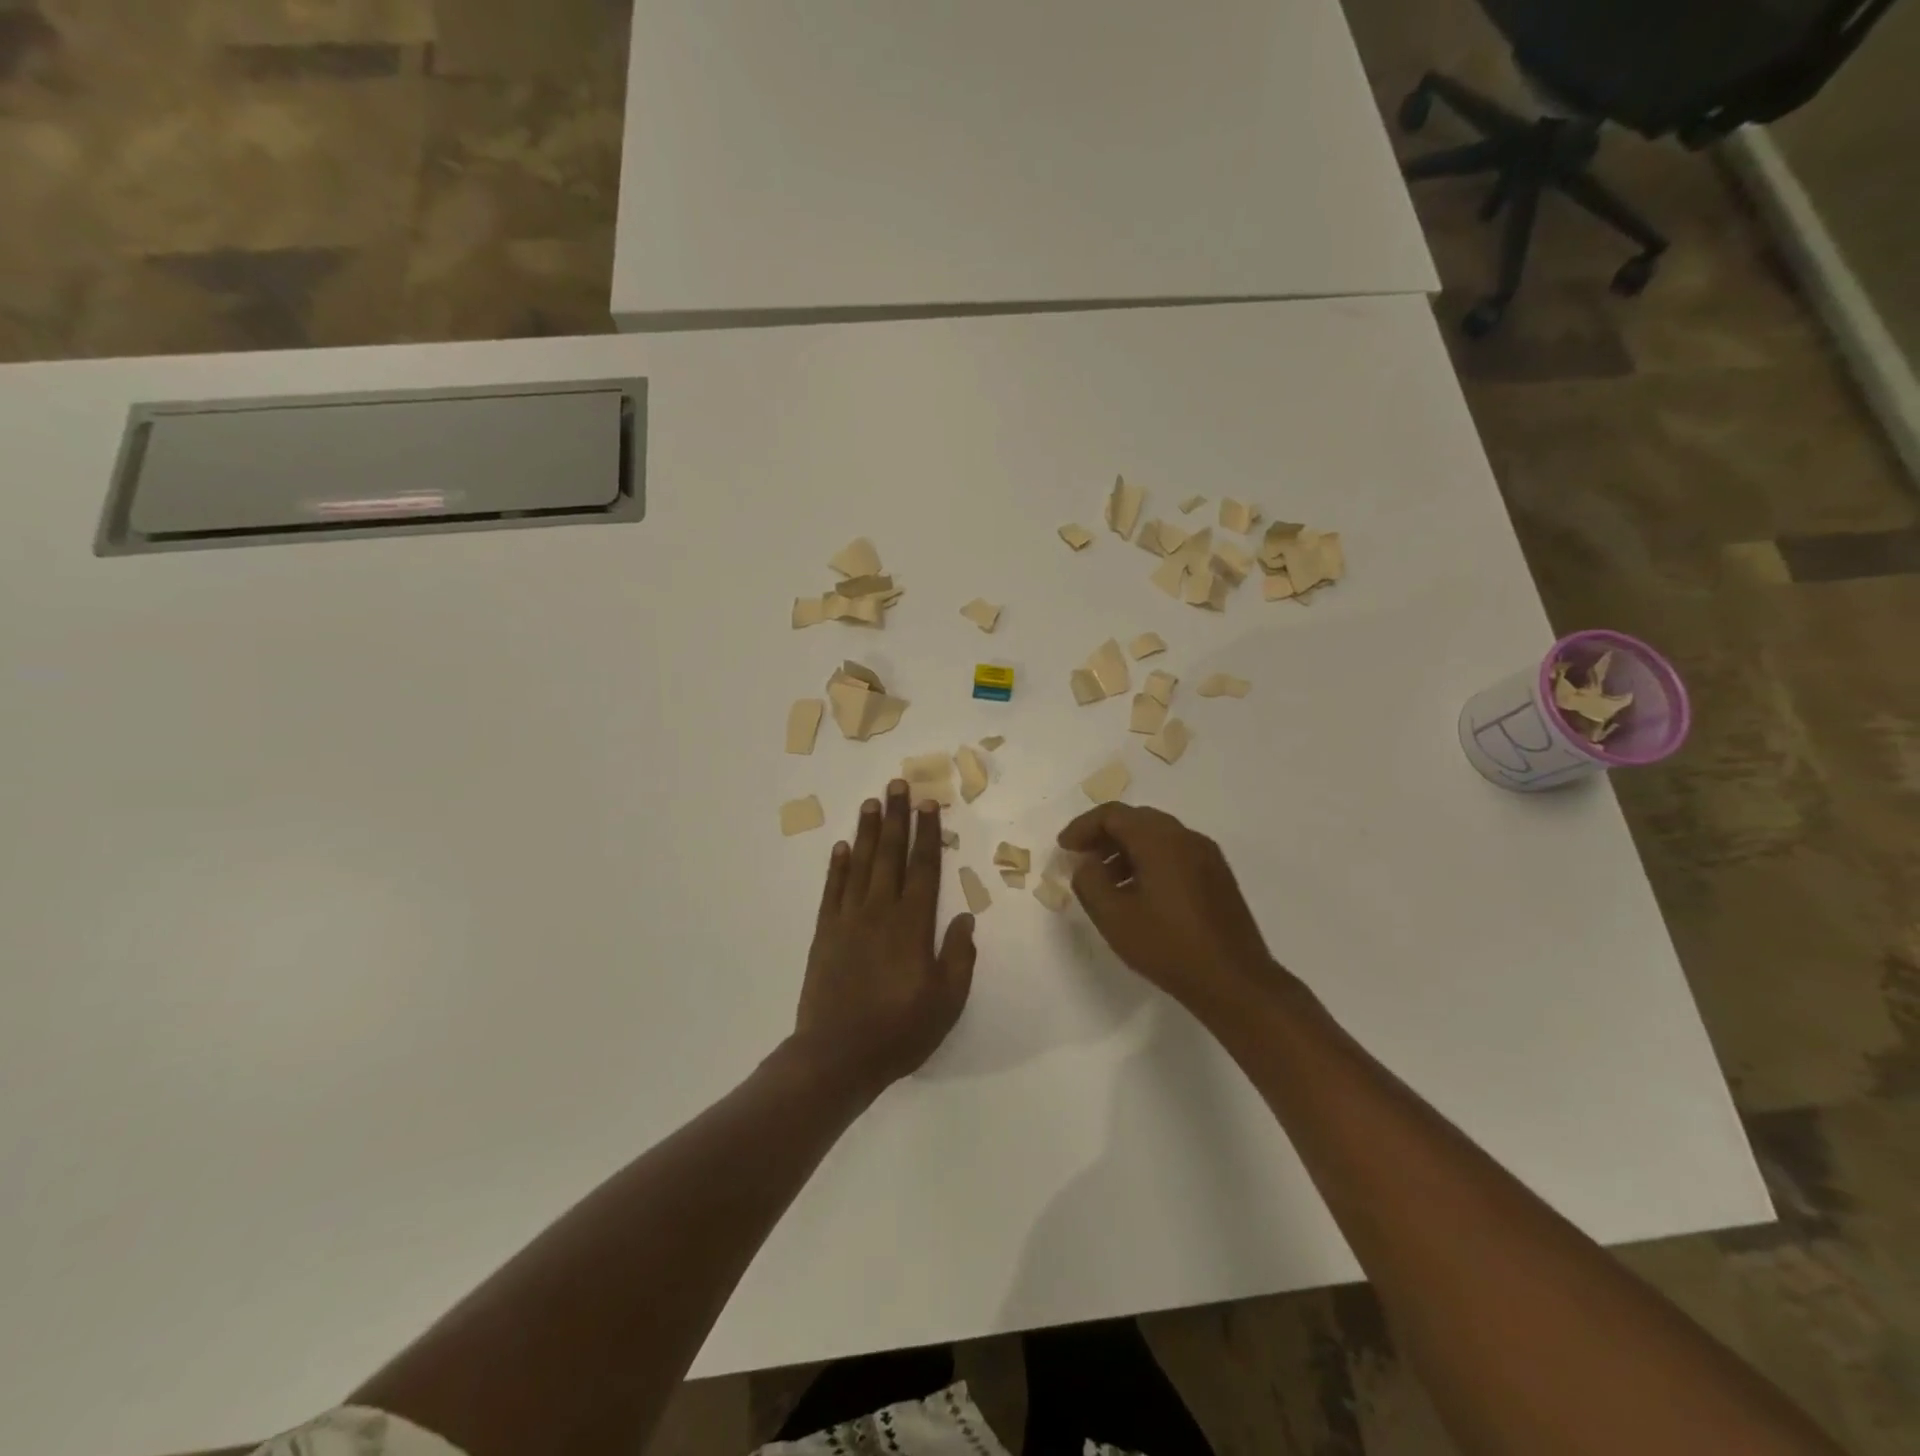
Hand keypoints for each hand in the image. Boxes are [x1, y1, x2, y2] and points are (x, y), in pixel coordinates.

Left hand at [795, 780, 976, 1096]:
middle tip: (897, 784)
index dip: (927, 833)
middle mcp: (880, 911)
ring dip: (866, 831)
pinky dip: (836, 866)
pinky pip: (832, 890)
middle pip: (889, 854)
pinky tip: (841, 846)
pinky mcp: (824, 933)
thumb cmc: (899, 1030)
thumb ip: (958, 956)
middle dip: (895, 817)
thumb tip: (966, 918)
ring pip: (859, 864)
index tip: (928, 804)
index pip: (923, 868)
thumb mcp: (946, 1001)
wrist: (837, 1056)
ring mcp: (848, 919)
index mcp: (913, 925)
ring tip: (871, 802)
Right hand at [1057, 804, 1280, 1016]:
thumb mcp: (1113, 917)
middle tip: (1081, 858)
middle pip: (1136, 820)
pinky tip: (1138, 893)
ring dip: (1125, 849)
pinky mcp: (1217, 876)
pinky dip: (1149, 861)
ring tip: (1105, 881)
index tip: (1063, 848)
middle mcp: (1186, 837)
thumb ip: (1088, 881)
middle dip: (1103, 835)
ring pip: (1157, 836)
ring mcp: (1207, 856)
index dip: (1083, 827)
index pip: (1113, 815)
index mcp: (1160, 840)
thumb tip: (1085, 864)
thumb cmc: (1168, 946)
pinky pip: (1174, 853)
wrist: (1234, 981)